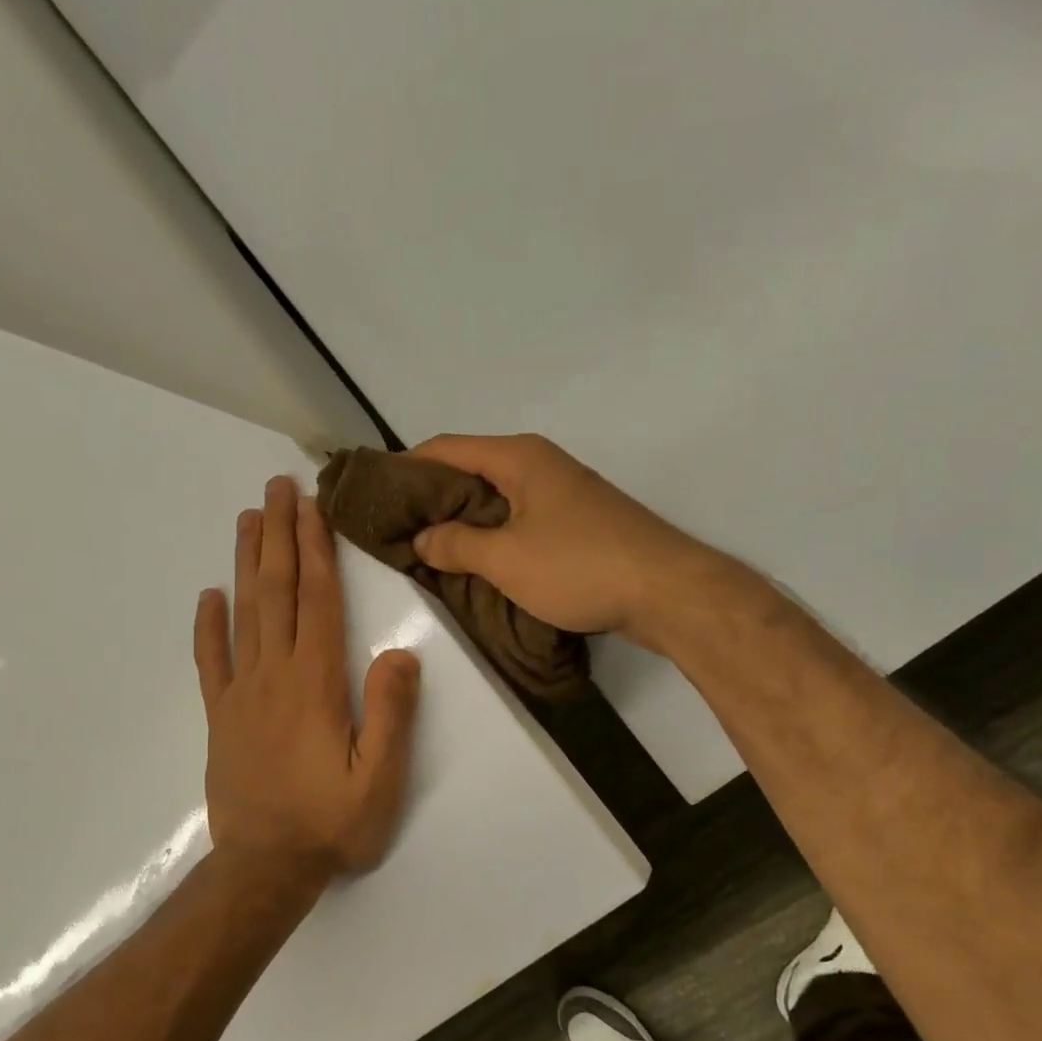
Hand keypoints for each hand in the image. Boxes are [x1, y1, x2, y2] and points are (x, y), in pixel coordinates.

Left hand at [195, 475, 421, 887]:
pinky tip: (208, 595)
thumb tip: (399, 652)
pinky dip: (208, 625)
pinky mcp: (222, 717)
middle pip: (276, 592)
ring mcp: (242, 693)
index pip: (317, 600)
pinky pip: (211, 662)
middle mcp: (274, 675)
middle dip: (279, 535)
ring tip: (247, 519)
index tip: (311, 505)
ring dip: (247, 562)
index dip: (315, 549)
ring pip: (243, 614)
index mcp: (315, 683)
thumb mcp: (380, 777)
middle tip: (276, 487)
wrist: (265, 869)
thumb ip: (390, 712)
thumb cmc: (331, 823)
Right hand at [409, 434, 709, 649]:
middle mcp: (538, 465)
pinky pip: (519, 521)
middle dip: (430, 498)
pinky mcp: (577, 524)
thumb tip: (422, 538)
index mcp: (518, 457)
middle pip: (469, 471)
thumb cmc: (580, 566)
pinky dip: (493, 536)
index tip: (374, 494)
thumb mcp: (506, 559)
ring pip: (495, 499)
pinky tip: (477, 563)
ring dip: (462, 522)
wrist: (667, 592)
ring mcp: (561, 494)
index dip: (405, 467)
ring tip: (428, 550)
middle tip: (395, 530)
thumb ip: (457, 545)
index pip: (445, 448)